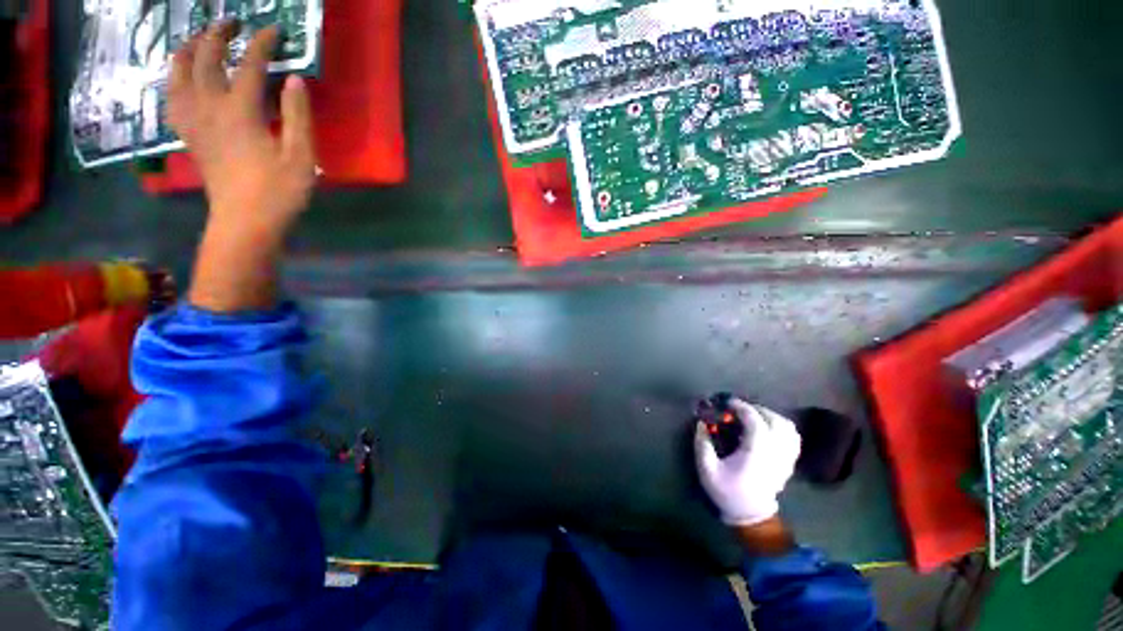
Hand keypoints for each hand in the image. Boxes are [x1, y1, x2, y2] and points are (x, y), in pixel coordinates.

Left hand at [168, 21, 314, 242]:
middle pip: (206, 59)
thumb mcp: (301, 157)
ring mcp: (194, 121)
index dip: (263, 43)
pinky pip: (172, 98)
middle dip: (217, 34)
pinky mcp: (189, 136)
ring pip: (179, 74)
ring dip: (187, 50)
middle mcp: (210, 107)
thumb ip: (297, 116)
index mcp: (240, 111)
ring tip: (196, 39)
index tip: (275, 29)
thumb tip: (294, 80)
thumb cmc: (278, 192)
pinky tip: (180, 77)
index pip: (250, 64)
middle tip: (230, 22)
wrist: (244, 223)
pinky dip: (174, 79)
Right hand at [694, 399, 800, 525]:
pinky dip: (782, 427)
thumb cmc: (728, 491)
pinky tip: (768, 428)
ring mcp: (784, 457)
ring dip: (770, 416)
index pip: (755, 420)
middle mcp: (774, 451)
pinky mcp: (788, 462)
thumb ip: (702, 444)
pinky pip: (793, 438)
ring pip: (787, 427)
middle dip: (756, 409)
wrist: (751, 515)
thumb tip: (701, 424)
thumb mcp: (707, 469)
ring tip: (754, 416)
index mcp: (756, 451)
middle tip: (739, 409)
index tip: (727, 403)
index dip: (741, 407)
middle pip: (774, 419)